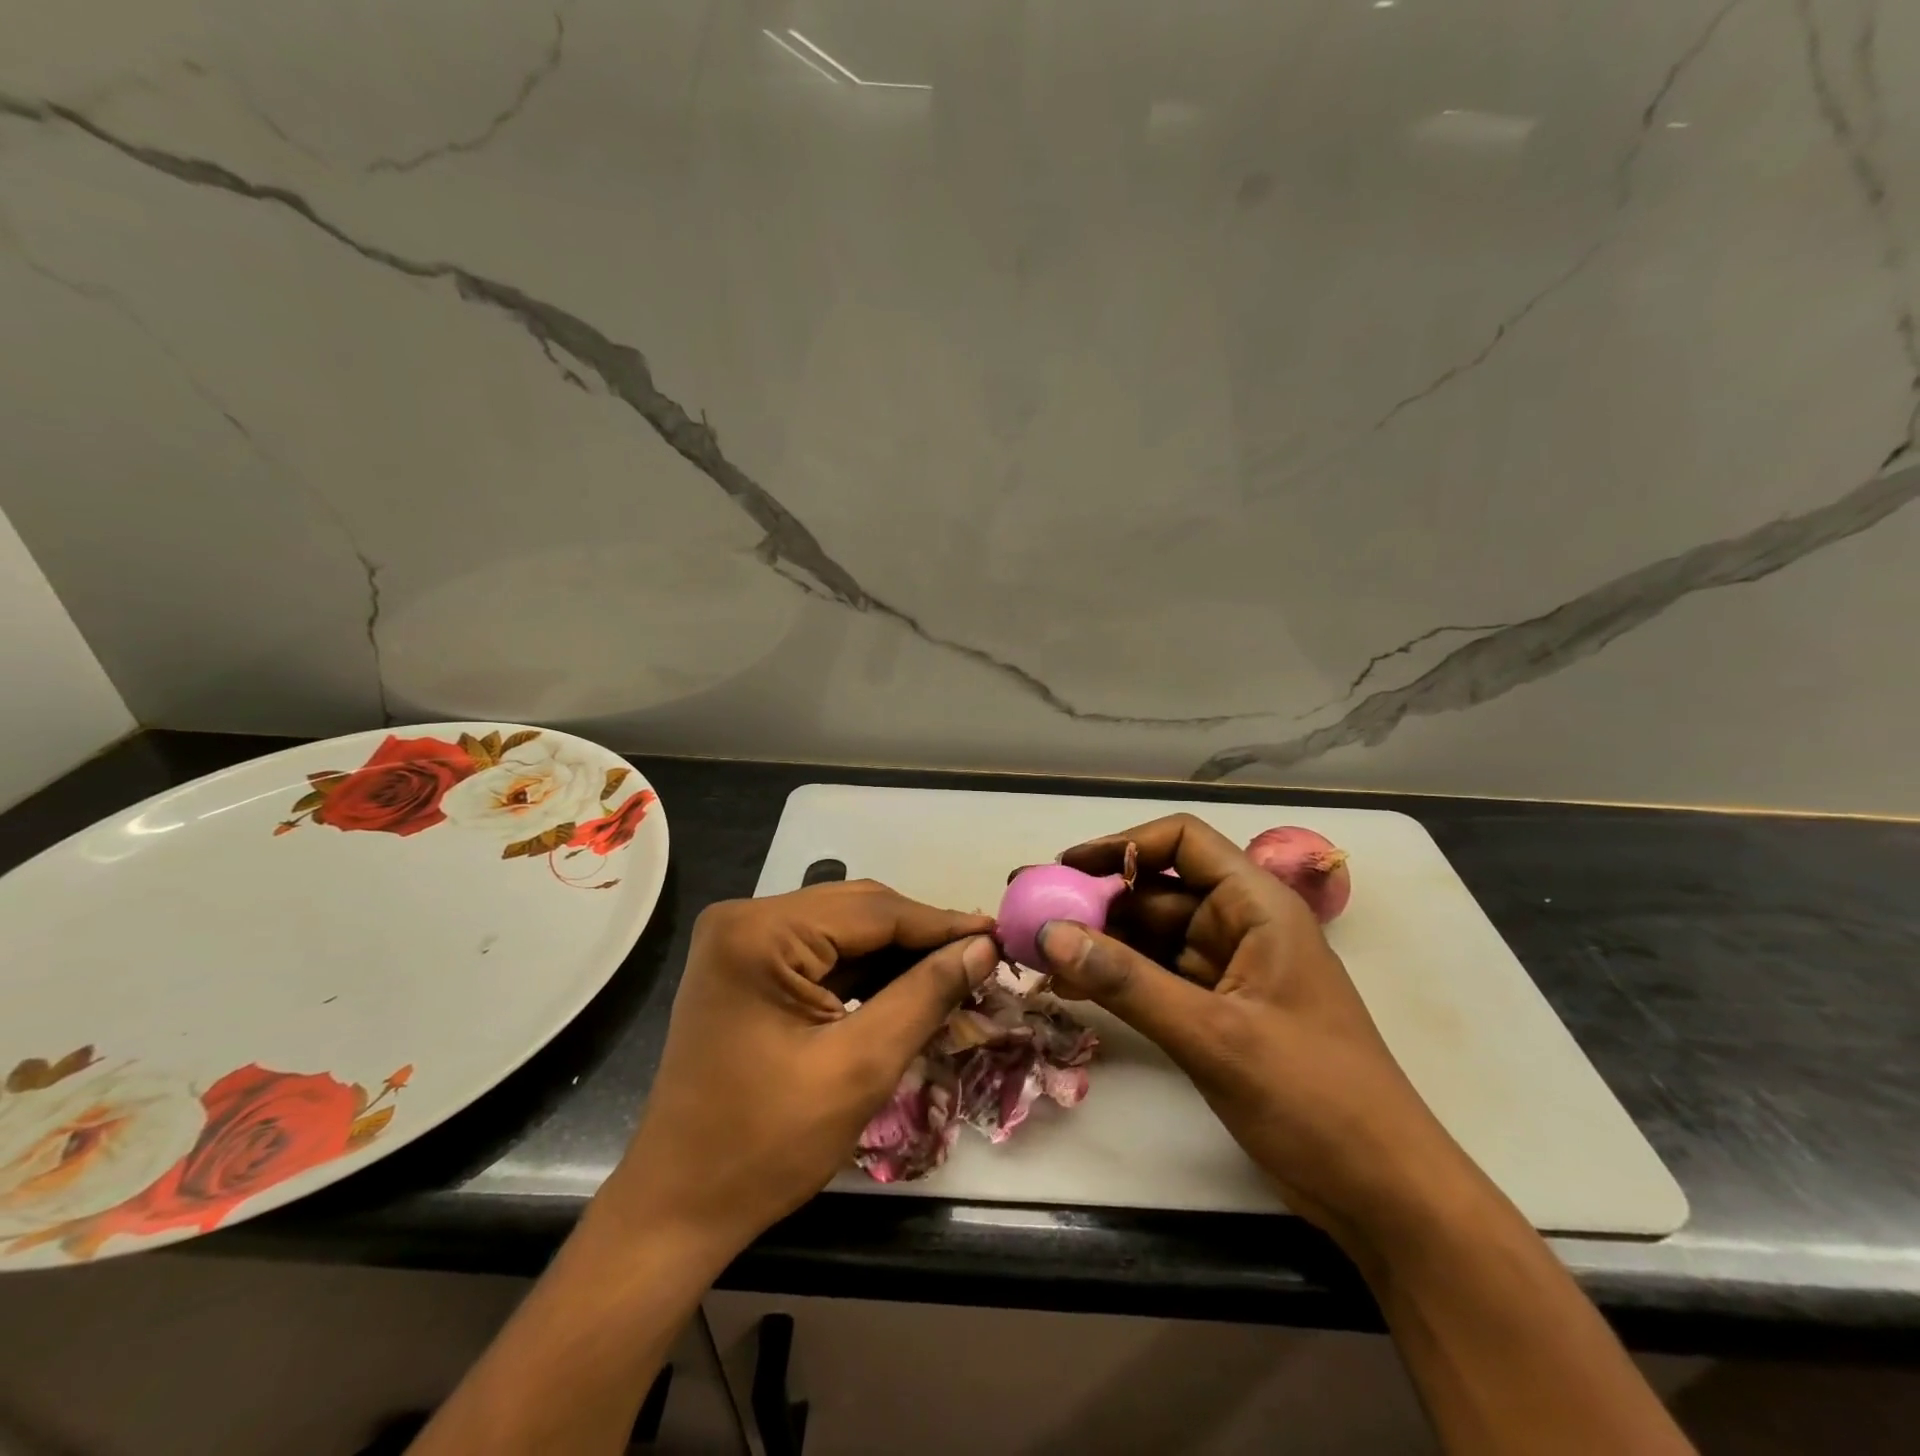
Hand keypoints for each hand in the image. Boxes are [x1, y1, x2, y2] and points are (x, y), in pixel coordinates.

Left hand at [603, 881, 996, 1259]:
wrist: (677, 1207)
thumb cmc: (765, 1145)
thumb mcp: (860, 1067)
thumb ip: (925, 995)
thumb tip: (982, 946)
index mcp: (761, 932)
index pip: (874, 911)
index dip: (942, 924)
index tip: (1000, 935)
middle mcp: (745, 918)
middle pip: (857, 911)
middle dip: (921, 937)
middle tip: (982, 957)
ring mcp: (741, 940)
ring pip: (843, 929)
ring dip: (896, 953)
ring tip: (955, 972)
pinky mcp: (745, 965)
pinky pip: (820, 952)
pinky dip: (865, 970)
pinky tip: (905, 987)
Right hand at [1037, 814, 1473, 1248]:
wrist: (1384, 1194)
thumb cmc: (1314, 1097)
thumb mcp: (1214, 1036)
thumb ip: (1127, 982)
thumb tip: (1049, 934)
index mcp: (1257, 906)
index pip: (1182, 842)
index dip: (1122, 845)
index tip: (1065, 867)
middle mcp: (1241, 926)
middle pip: (1156, 891)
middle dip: (1094, 899)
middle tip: (1030, 911)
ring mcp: (1228, 970)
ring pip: (1150, 936)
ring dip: (1098, 942)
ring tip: (1035, 952)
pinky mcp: (1218, 1011)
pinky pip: (1155, 978)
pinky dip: (1116, 979)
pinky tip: (1070, 987)